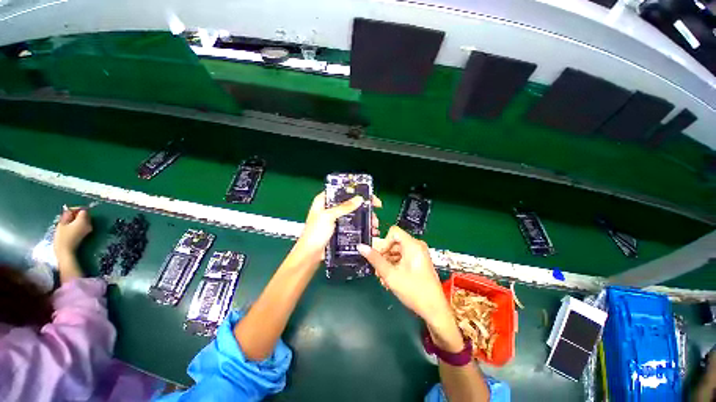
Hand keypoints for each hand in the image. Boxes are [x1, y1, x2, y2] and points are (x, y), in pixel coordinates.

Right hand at [54, 208, 92, 257]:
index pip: (83, 210)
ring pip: (83, 220)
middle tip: (65, 216)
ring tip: (66, 222)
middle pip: (85, 215)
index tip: (67, 211)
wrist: (66, 252)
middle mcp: (89, 224)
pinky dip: (76, 223)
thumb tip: (69, 210)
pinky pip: (83, 225)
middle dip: (75, 214)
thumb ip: (67, 215)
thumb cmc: (63, 238)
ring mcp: (88, 230)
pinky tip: (68, 227)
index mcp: (84, 221)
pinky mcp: (85, 234)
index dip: (75, 209)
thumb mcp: (62, 224)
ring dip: (75, 219)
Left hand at [292, 192, 380, 261]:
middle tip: (376, 211)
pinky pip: (353, 224)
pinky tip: (370, 231)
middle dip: (365, 207)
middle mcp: (331, 208)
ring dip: (366, 218)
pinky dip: (362, 226)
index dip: (357, 191)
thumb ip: (344, 207)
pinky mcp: (340, 229)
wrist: (310, 255)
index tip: (370, 197)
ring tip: (374, 225)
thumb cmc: (315, 233)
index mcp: (324, 200)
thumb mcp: (328, 217)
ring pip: (354, 214)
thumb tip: (360, 198)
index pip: (342, 191)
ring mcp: (336, 219)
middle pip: (351, 202)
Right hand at [357, 226, 451, 325]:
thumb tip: (361, 246)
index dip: (384, 243)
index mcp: (412, 245)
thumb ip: (375, 259)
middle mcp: (417, 246)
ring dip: (388, 263)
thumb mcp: (390, 274)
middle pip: (394, 243)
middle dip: (384, 256)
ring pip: (397, 252)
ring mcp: (419, 254)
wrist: (434, 310)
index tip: (380, 257)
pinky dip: (395, 266)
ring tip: (383, 278)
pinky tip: (390, 279)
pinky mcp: (419, 262)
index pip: (393, 232)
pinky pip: (403, 258)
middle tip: (378, 271)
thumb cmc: (413, 290)